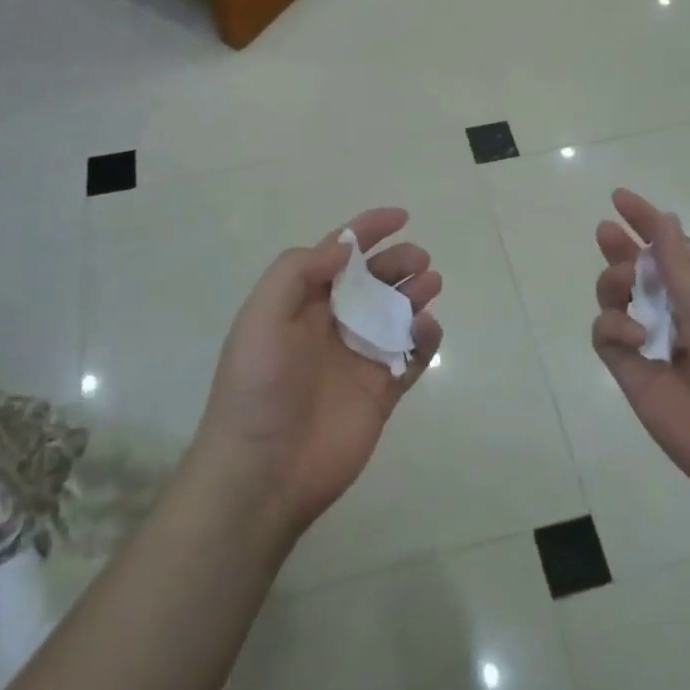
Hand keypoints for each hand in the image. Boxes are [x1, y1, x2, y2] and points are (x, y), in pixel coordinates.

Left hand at [193, 208, 441, 538]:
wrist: (263, 472)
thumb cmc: (259, 388)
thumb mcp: (262, 318)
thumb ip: (298, 272)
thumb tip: (343, 248)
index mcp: (301, 303)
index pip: (338, 254)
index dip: (367, 230)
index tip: (401, 216)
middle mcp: (332, 324)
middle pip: (374, 281)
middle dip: (397, 262)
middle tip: (420, 260)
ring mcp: (358, 358)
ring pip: (396, 314)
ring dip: (415, 293)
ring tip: (430, 284)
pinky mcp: (381, 391)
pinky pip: (410, 356)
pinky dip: (424, 339)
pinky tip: (427, 329)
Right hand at [590, 188, 689, 516]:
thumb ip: (680, 264)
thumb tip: (665, 220)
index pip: (673, 250)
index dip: (648, 223)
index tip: (620, 198)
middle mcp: (680, 315)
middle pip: (640, 273)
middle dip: (622, 250)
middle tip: (606, 233)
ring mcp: (653, 345)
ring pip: (616, 300)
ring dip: (616, 283)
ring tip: (625, 288)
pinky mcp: (633, 375)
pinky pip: (607, 337)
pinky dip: (613, 328)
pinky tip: (634, 337)